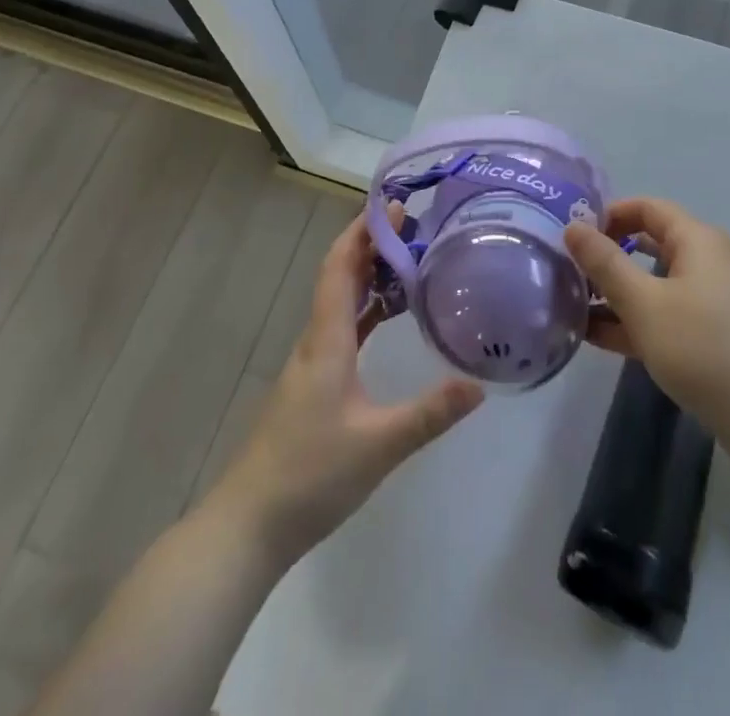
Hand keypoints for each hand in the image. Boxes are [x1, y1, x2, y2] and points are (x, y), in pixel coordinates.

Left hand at [210, 211, 483, 566]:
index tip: (392, 206)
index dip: (363, 232)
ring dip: (368, 275)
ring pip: (340, 301)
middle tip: (412, 226)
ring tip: (407, 259)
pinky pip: (342, 328)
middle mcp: (316, 341)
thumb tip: (479, 386)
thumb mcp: (379, 445)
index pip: (340, 267)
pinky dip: (365, 309)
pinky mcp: (314, 384)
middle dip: (371, 245)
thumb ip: (429, 414)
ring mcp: (312, 364)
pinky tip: (387, 316)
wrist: (250, 524)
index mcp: (327, 340)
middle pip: (339, 276)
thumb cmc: (310, 475)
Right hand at [564, 199, 729, 455]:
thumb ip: (605, 263)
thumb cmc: (704, 350)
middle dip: (610, 258)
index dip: (609, 215)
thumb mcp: (644, 304)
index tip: (574, 236)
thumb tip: (573, 227)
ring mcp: (720, 301)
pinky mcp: (723, 336)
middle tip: (570, 274)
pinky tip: (603, 340)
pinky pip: (673, 315)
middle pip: (653, 245)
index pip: (648, 208)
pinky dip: (641, 321)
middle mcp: (713, 261)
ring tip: (575, 310)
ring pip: (660, 285)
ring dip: (620, 295)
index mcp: (699, 240)